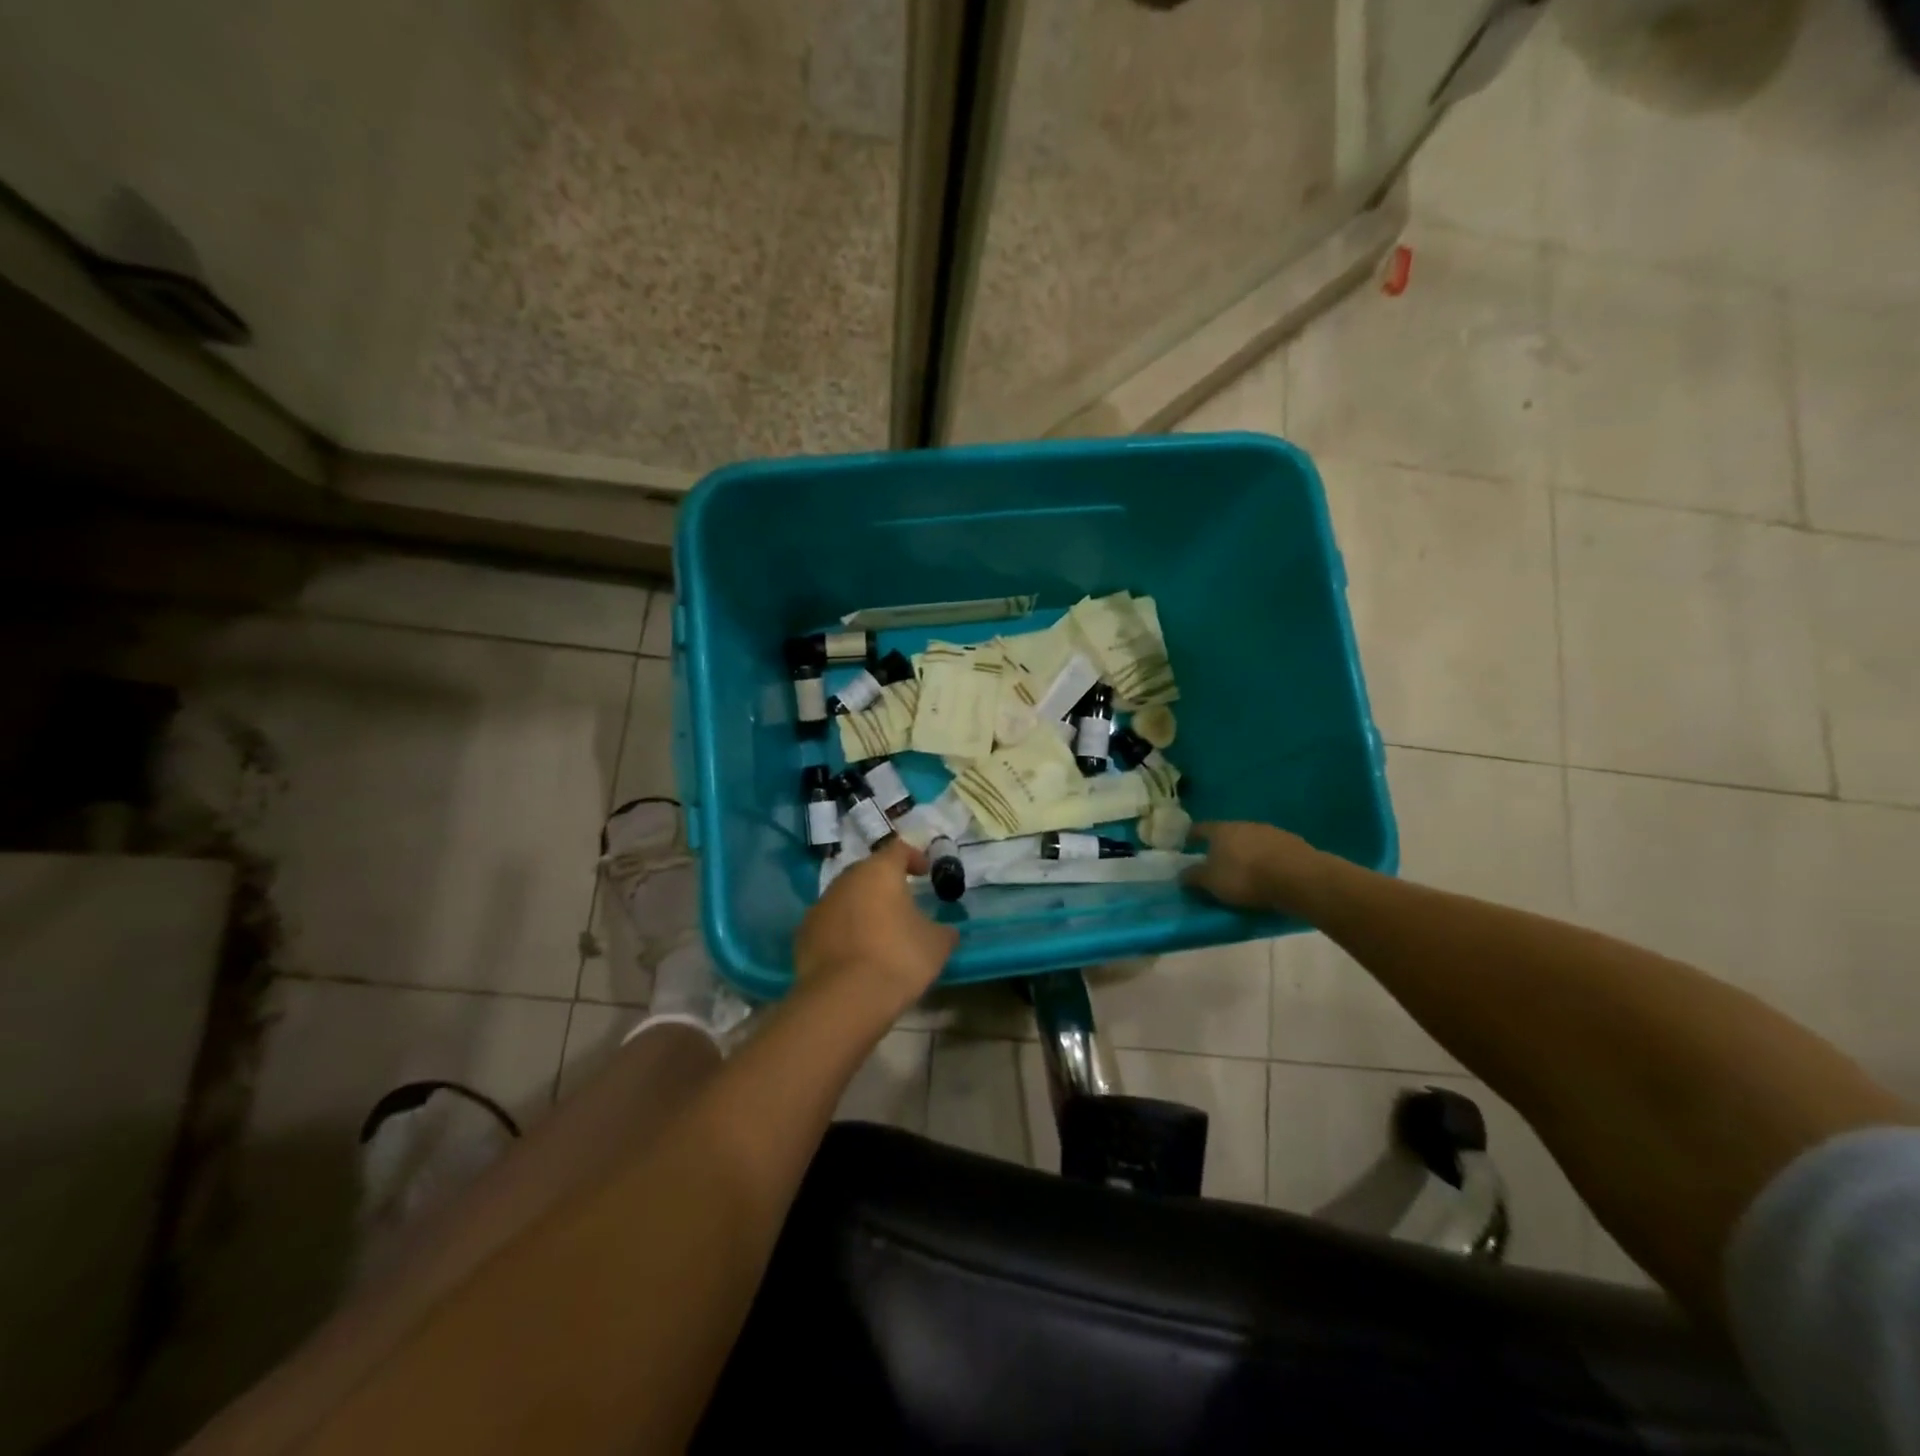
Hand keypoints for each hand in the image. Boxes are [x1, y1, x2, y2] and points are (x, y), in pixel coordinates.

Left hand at [794, 838, 957, 1018]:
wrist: (844, 999)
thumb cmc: (898, 959)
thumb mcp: (937, 945)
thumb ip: (943, 930)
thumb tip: (946, 931)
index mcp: (879, 872)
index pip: (898, 849)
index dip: (914, 857)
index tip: (925, 873)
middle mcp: (846, 880)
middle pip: (868, 871)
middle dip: (885, 883)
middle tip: (902, 902)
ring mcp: (820, 906)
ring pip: (846, 897)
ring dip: (862, 907)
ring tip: (878, 931)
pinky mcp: (804, 934)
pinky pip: (830, 923)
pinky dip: (843, 930)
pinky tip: (855, 952)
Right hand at [1182, 821, 1330, 917]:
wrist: (1298, 878)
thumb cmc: (1245, 877)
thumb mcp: (1211, 882)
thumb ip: (1193, 877)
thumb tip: (1181, 874)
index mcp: (1221, 830)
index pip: (1200, 829)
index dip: (1191, 836)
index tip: (1186, 845)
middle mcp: (1245, 825)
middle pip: (1228, 833)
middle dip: (1221, 847)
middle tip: (1216, 863)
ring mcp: (1271, 832)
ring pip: (1252, 841)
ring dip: (1247, 853)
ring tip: (1245, 872)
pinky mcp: (1293, 844)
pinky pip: (1272, 851)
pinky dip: (1267, 861)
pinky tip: (1268, 875)